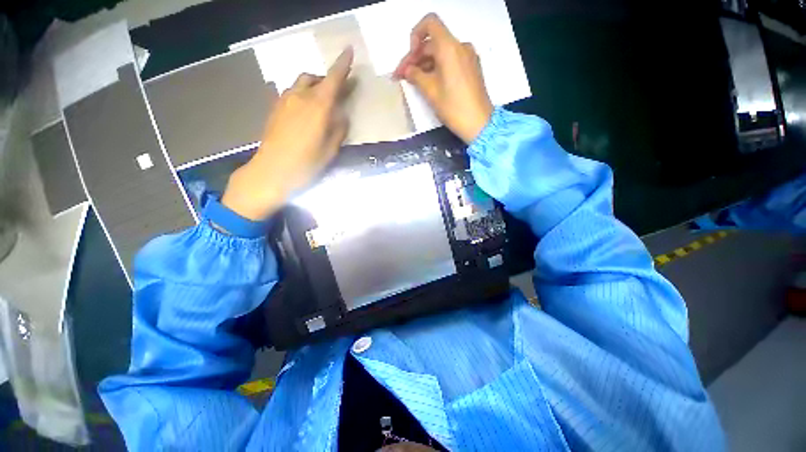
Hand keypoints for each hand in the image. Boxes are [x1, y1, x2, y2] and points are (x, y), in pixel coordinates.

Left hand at [221, 48, 353, 220]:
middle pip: (315, 78)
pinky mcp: (275, 109)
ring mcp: (284, 101)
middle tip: (336, 94)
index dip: (342, 65)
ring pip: (301, 84)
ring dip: (313, 88)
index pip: (333, 79)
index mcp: (318, 107)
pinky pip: (292, 94)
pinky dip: (303, 96)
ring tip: (320, 105)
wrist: (271, 171)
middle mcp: (300, 97)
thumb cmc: (306, 164)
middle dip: (327, 81)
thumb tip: (342, 116)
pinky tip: (305, 113)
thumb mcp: (331, 150)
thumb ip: (339, 130)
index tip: (349, 51)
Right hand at [395, 13, 492, 143]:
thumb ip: (415, 76)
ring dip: (425, 64)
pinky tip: (428, 82)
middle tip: (402, 76)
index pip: (430, 24)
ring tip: (413, 82)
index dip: (415, 36)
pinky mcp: (471, 68)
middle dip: (415, 57)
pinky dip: (437, 68)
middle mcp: (461, 47)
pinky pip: (450, 61)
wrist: (478, 123)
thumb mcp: (430, 91)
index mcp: (450, 48)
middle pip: (433, 42)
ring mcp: (468, 57)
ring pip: (441, 53)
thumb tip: (407, 70)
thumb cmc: (453, 107)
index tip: (410, 57)